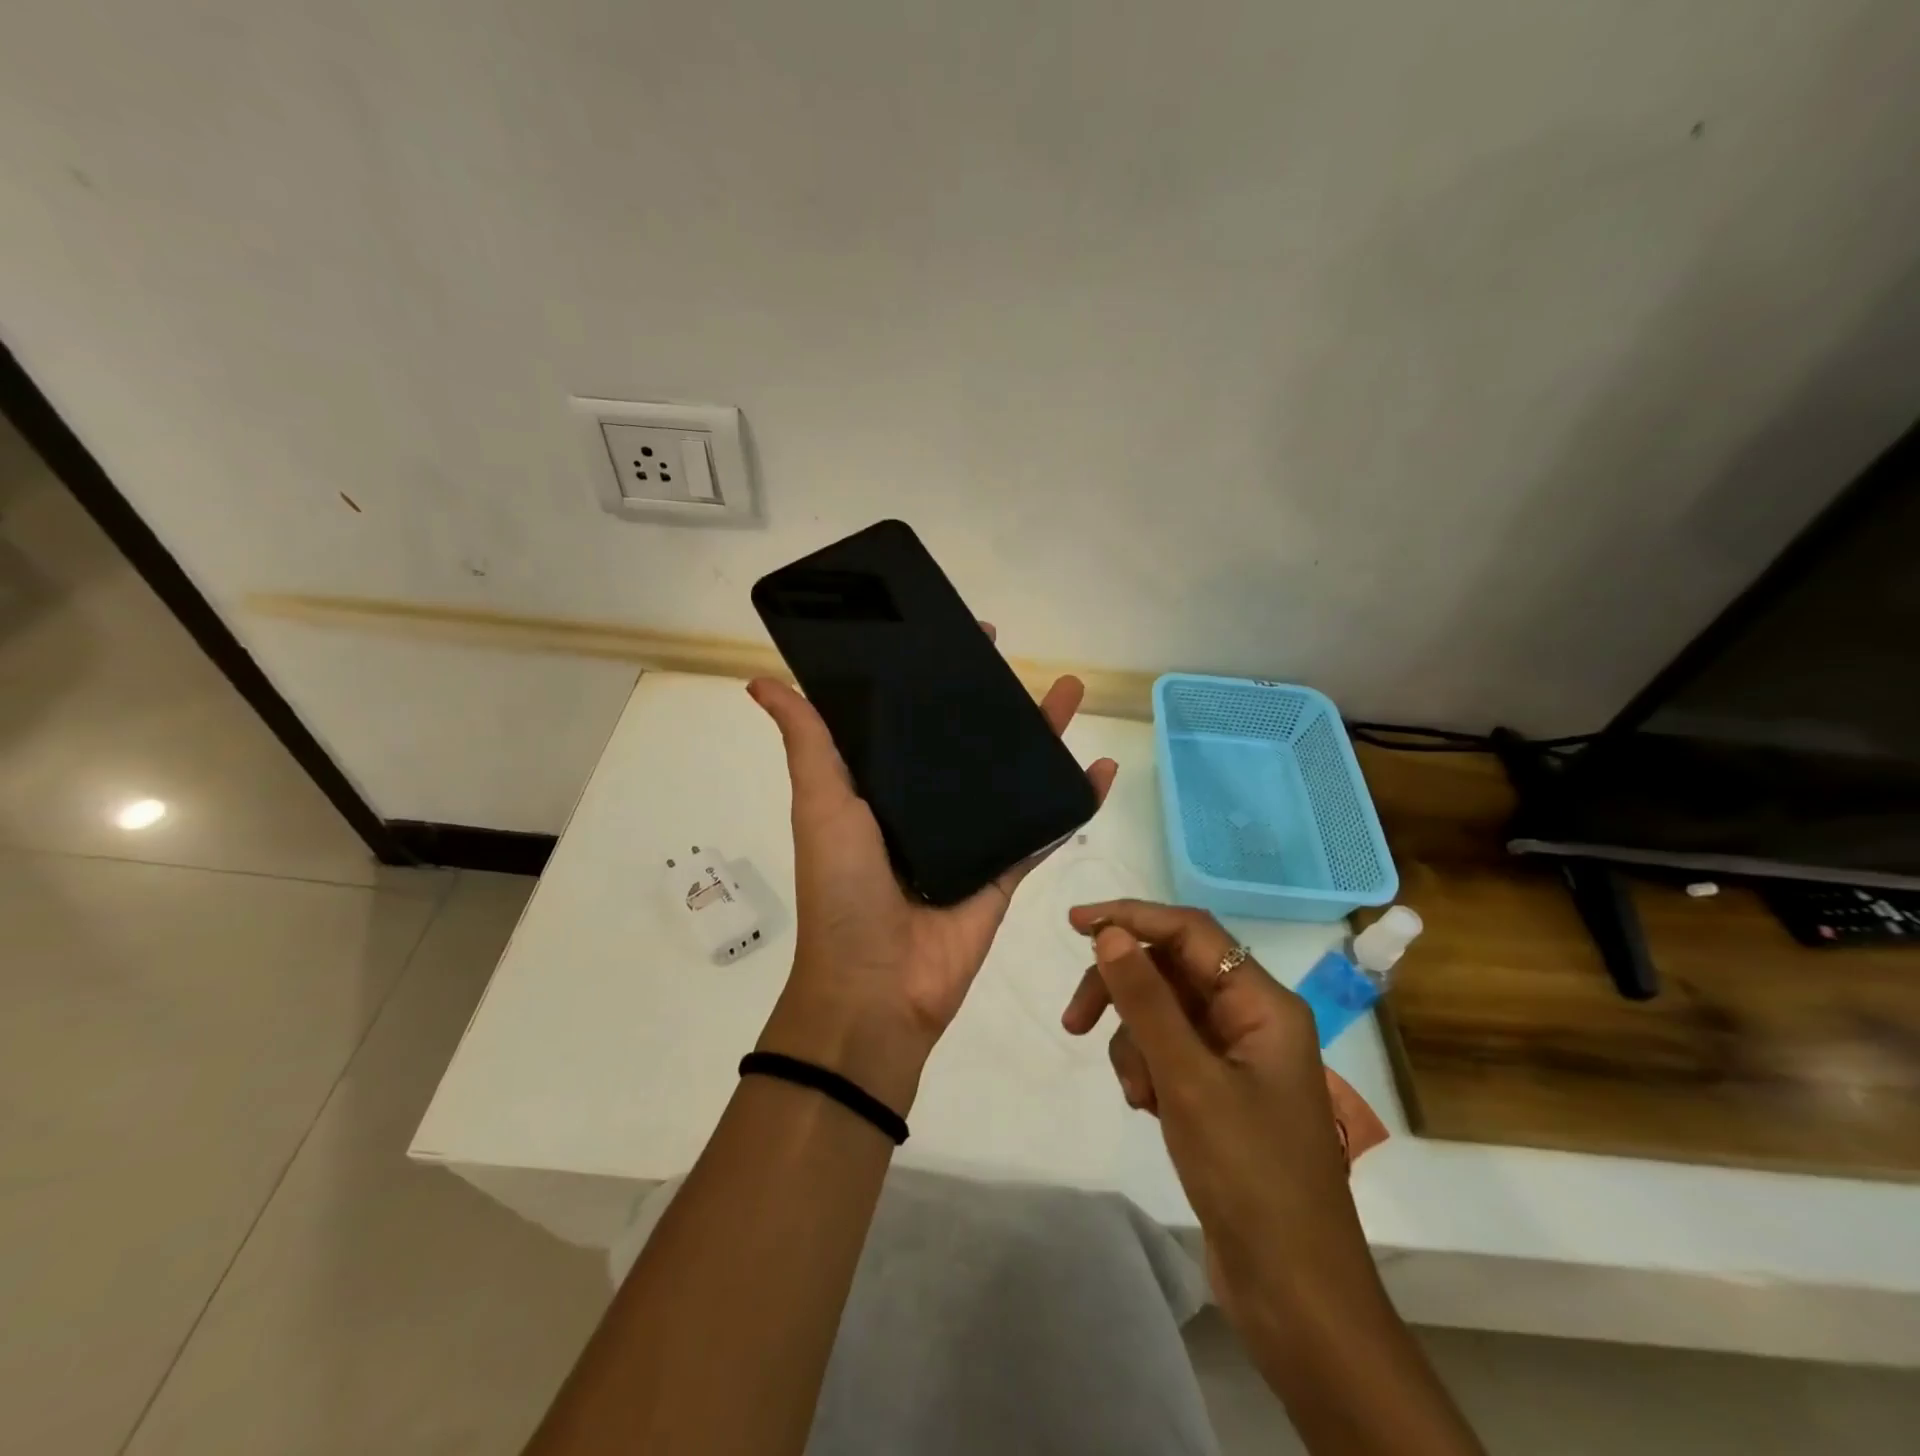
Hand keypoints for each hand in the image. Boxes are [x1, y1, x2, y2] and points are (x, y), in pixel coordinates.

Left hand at [749, 629, 1117, 1114]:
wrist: (877, 989)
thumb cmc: (842, 888)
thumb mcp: (821, 804)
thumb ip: (807, 742)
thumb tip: (760, 683)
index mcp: (882, 786)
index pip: (910, 719)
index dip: (930, 678)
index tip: (954, 636)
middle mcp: (926, 805)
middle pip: (967, 741)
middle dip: (992, 700)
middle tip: (1014, 658)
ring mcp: (970, 837)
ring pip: (1012, 775)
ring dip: (1042, 737)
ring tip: (1071, 693)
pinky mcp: (1004, 871)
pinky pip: (1045, 828)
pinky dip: (1074, 801)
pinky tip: (1101, 768)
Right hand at [1060, 901, 1377, 1355]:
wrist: (1295, 1294)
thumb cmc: (1250, 1177)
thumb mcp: (1188, 1081)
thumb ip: (1146, 1001)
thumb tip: (1109, 934)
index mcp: (1262, 1004)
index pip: (1189, 931)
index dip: (1132, 917)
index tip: (1076, 923)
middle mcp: (1251, 1018)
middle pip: (1170, 971)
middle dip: (1123, 992)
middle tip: (1075, 1020)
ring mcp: (1235, 1057)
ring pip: (1162, 1013)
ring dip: (1134, 1042)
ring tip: (1137, 1095)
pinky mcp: (1218, 1091)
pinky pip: (1167, 1052)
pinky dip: (1146, 1069)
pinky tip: (1148, 1108)